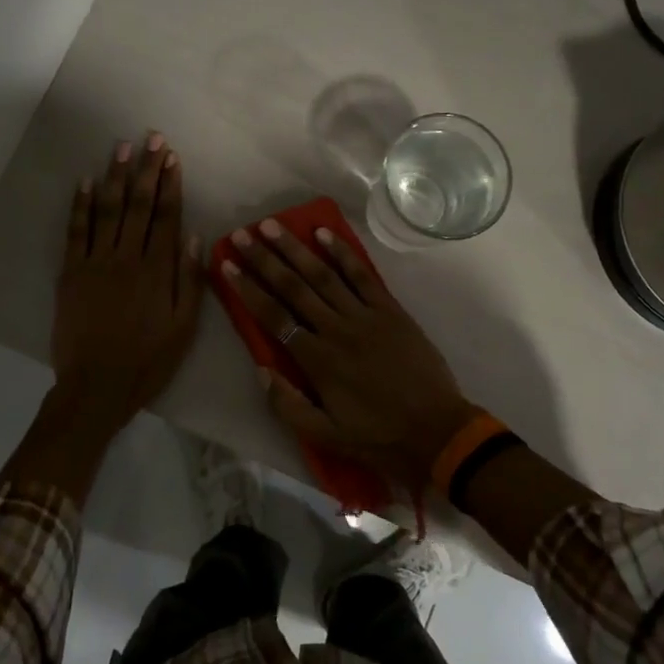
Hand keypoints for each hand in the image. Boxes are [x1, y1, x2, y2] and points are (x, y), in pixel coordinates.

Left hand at [51, 134, 202, 429]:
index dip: (170, 184)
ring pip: (108, 209)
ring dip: (115, 176)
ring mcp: (96, 262)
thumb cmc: (148, 360)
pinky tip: (85, 181)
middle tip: (151, 138)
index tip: (172, 157)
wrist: (96, 387)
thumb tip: (196, 236)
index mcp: (158, 270)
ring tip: (122, 147)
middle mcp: (127, 257)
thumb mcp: (184, 327)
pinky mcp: (71, 272)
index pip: (167, 216)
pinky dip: (80, 204)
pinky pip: (75, 231)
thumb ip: (190, 280)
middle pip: (139, 204)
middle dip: (146, 169)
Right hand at [221, 220, 474, 488]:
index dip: (247, 289)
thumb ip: (288, 405)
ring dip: (295, 248)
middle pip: (293, 287)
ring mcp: (365, 315)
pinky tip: (325, 234)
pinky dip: (343, 253)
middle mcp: (336, 329)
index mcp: (317, 360)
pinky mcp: (390, 310)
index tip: (227, 265)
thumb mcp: (326, 437)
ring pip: (323, 275)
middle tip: (241, 234)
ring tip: (272, 226)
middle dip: (264, 259)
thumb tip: (261, 368)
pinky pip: (362, 276)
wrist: (437, 431)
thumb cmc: (378, 437)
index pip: (273, 317)